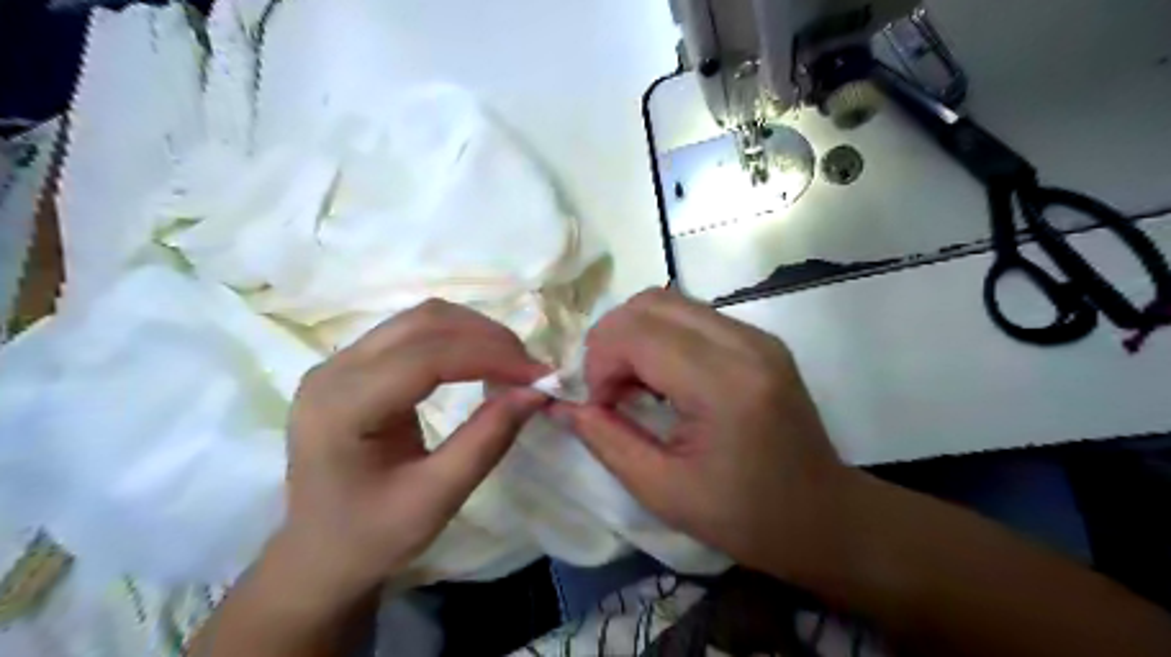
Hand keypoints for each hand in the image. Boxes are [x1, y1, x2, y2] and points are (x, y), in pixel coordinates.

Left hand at [279, 301, 548, 598]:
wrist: (317, 554)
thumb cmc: (372, 536)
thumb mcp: (436, 499)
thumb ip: (486, 441)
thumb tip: (536, 393)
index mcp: (343, 407)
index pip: (427, 357)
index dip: (490, 356)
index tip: (539, 376)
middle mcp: (335, 370)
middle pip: (424, 323)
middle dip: (487, 338)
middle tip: (529, 370)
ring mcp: (340, 362)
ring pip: (421, 319)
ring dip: (474, 333)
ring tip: (512, 364)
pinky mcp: (354, 365)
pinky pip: (413, 333)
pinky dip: (457, 340)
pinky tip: (481, 362)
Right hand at [553, 290, 856, 581]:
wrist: (822, 515)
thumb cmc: (744, 516)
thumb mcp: (662, 490)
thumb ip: (605, 439)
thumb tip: (561, 404)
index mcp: (724, 385)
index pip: (637, 333)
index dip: (600, 361)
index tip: (599, 404)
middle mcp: (745, 344)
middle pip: (651, 303)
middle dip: (611, 340)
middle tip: (608, 390)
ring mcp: (757, 336)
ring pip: (670, 302)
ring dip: (634, 335)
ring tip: (631, 383)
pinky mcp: (759, 339)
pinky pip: (692, 316)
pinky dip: (660, 337)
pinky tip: (661, 378)